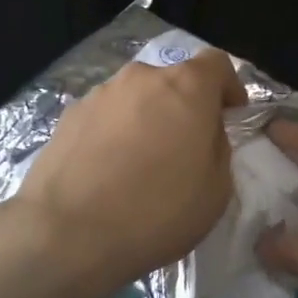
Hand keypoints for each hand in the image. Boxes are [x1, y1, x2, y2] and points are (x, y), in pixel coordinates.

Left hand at [9, 50, 246, 297]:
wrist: (67, 234)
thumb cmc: (157, 212)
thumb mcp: (217, 189)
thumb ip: (218, 147)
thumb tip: (204, 134)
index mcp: (186, 87)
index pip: (216, 63)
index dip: (228, 87)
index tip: (230, 116)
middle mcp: (141, 78)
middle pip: (173, 81)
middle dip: (185, 107)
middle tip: (186, 148)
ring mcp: (99, 94)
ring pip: (136, 98)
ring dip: (147, 120)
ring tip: (142, 164)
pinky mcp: (67, 116)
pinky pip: (106, 117)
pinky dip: (115, 135)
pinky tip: (109, 173)